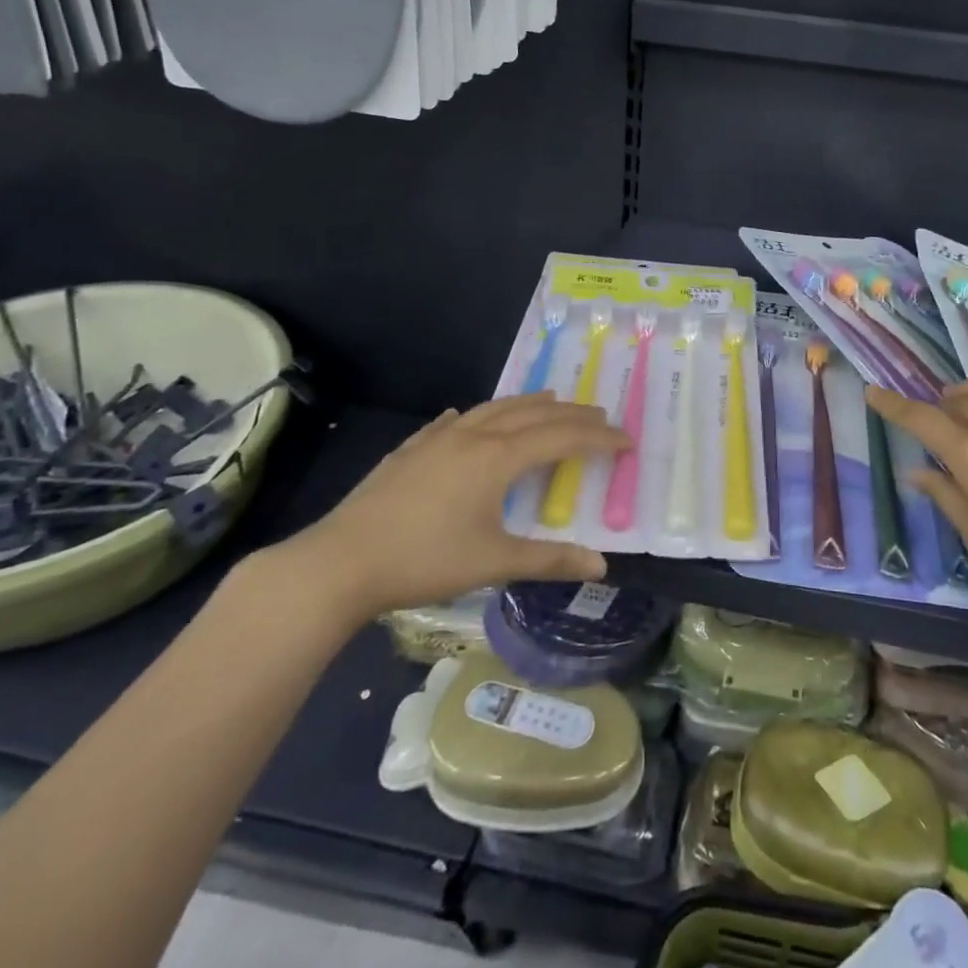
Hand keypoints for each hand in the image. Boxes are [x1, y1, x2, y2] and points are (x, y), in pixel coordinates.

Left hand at [274, 394, 627, 627]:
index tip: (627, 440)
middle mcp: (473, 436)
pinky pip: (453, 422)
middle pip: (533, 414)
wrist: (340, 562)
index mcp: (498, 458)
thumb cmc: (424, 560)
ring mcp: (438, 439)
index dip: (599, 438)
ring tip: (550, 401)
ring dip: (528, 404)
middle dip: (571, 414)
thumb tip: (601, 567)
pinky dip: (475, 416)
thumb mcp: (493, 563)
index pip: (562, 438)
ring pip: (493, 409)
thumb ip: (549, 560)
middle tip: (600, 416)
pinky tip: (466, 418)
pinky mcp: (410, 450)